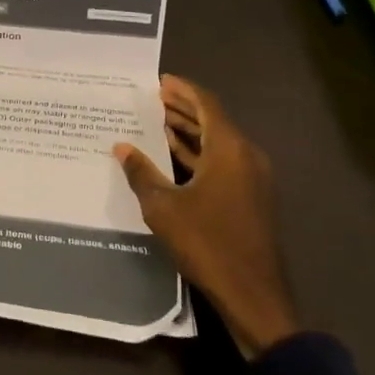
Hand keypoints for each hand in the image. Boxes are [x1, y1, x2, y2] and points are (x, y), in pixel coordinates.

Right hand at [113, 76, 299, 351]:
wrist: (253, 293)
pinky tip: (176, 157)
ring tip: (159, 122)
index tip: (160, 81)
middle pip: (214, 121)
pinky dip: (200, 154)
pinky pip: (224, 163)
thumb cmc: (207, 243)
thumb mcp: (163, 207)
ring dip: (191, 131)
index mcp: (229, 149)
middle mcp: (246, 156)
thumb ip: (141, 173)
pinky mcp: (252, 198)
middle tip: (154, 99)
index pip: (206, 104)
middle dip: (184, 109)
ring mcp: (253, 178)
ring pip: (219, 143)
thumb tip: (122, 147)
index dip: (183, 90)